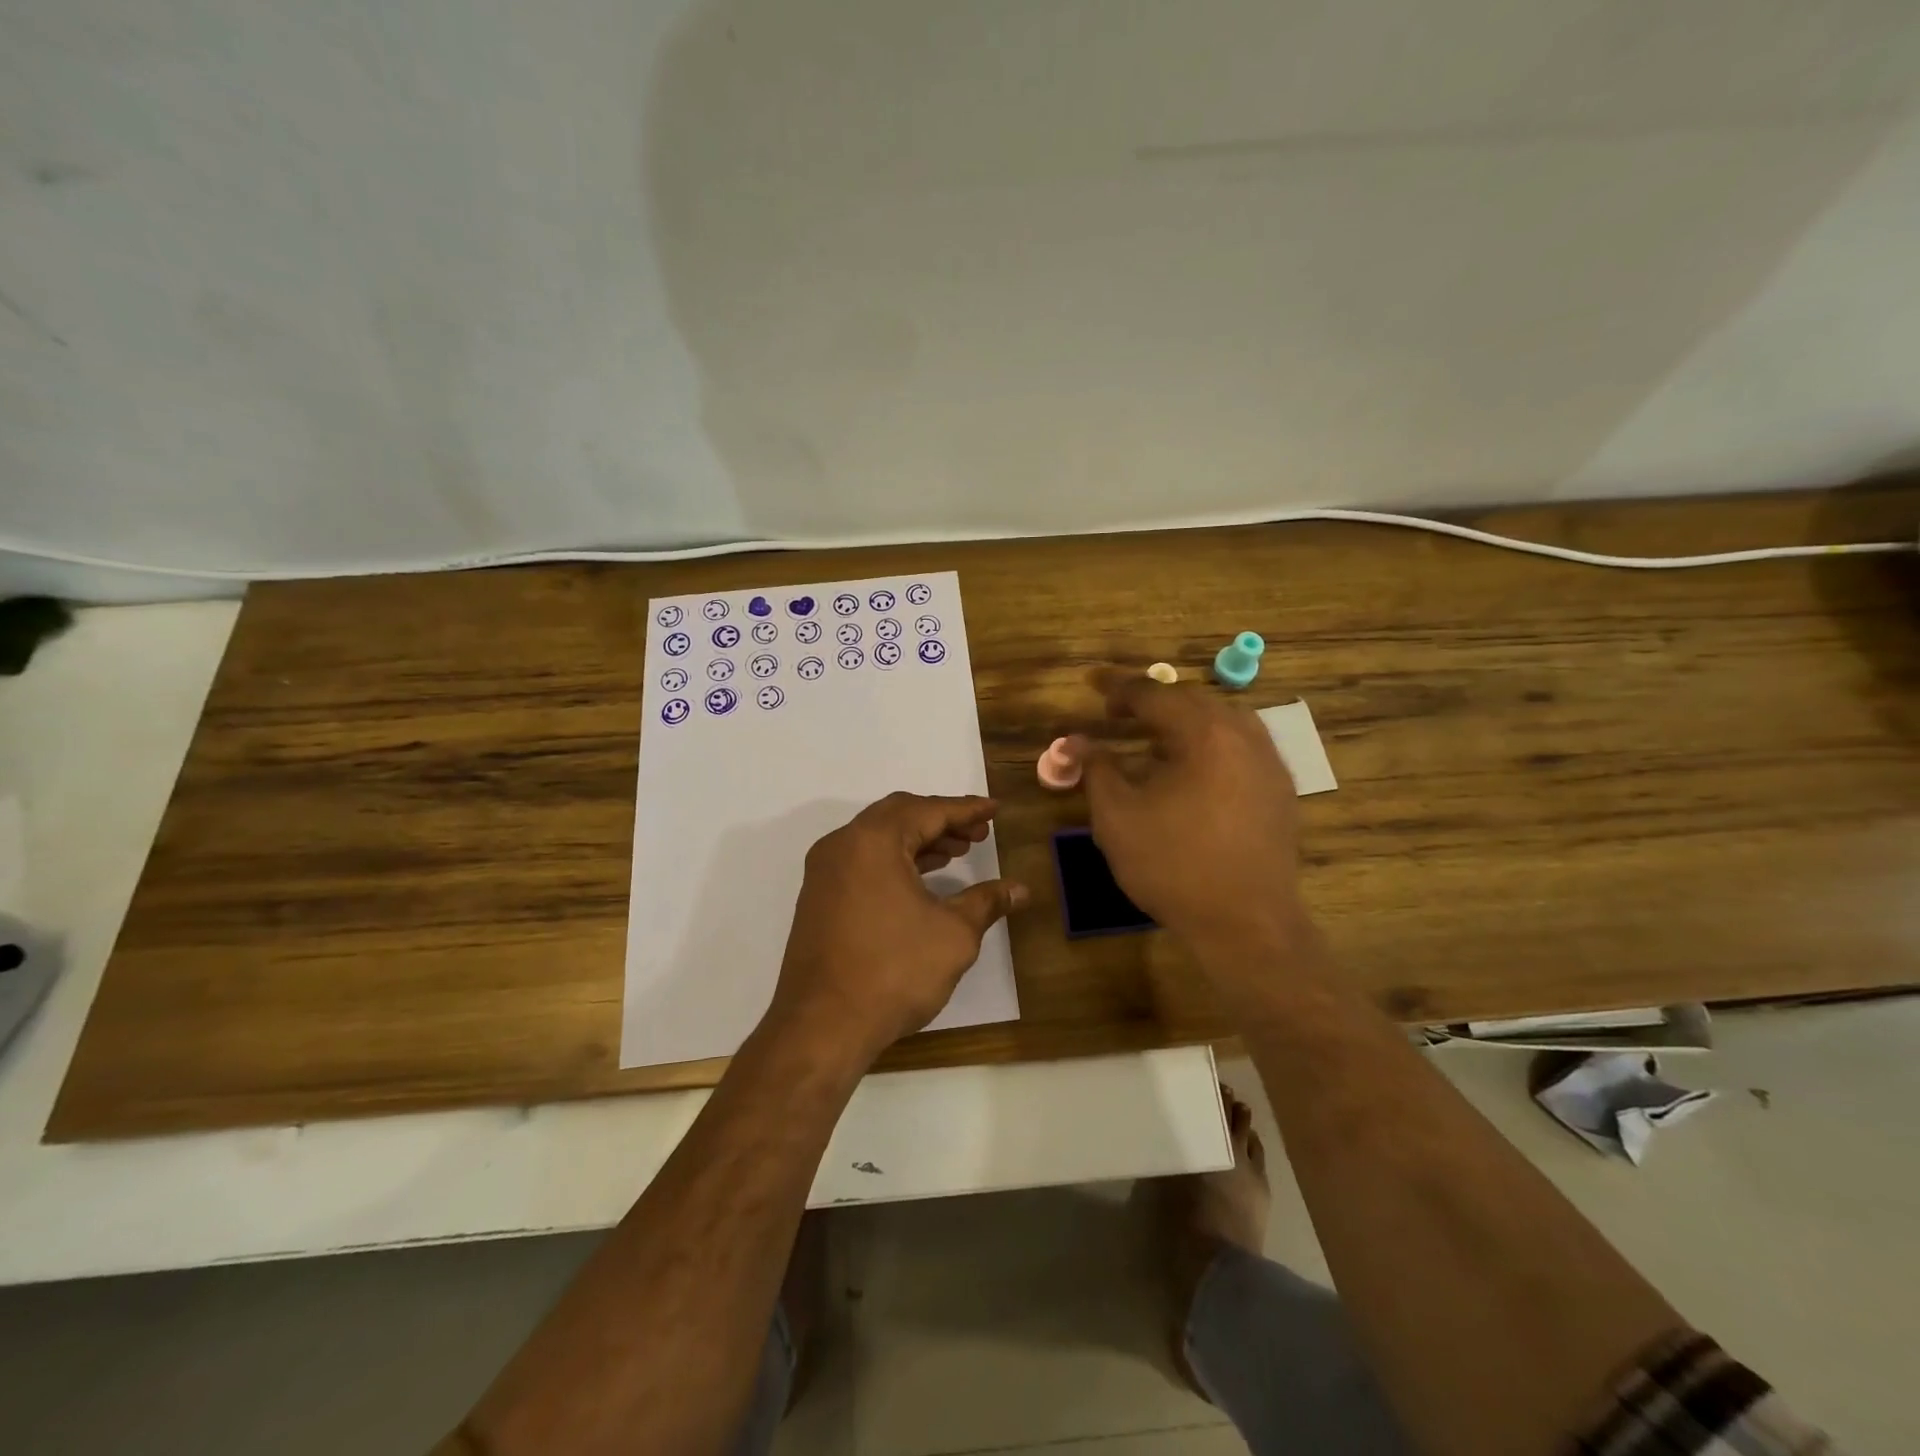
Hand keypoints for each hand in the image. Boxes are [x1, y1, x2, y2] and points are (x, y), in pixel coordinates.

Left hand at [767, 793, 1027, 1066]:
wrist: (821, 1026)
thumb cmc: (894, 972)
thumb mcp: (953, 935)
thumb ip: (986, 902)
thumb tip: (1019, 889)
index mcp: (873, 841)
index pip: (928, 811)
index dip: (966, 810)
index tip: (995, 810)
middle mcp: (843, 845)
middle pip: (899, 815)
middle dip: (942, 821)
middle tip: (978, 833)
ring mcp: (825, 872)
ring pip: (879, 838)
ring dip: (919, 840)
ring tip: (957, 852)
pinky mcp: (819, 898)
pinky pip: (863, 861)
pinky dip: (895, 860)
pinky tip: (922, 878)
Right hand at [1083, 669, 1306, 957]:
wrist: (1246, 924)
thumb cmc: (1173, 865)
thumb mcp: (1118, 816)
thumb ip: (1096, 769)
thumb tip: (1075, 741)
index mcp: (1205, 733)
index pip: (1155, 694)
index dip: (1118, 687)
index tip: (1091, 682)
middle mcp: (1245, 736)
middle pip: (1192, 701)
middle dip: (1152, 701)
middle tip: (1117, 711)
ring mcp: (1269, 763)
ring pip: (1222, 722)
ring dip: (1184, 722)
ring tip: (1153, 737)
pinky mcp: (1280, 791)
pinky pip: (1240, 748)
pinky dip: (1209, 745)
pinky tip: (1191, 770)